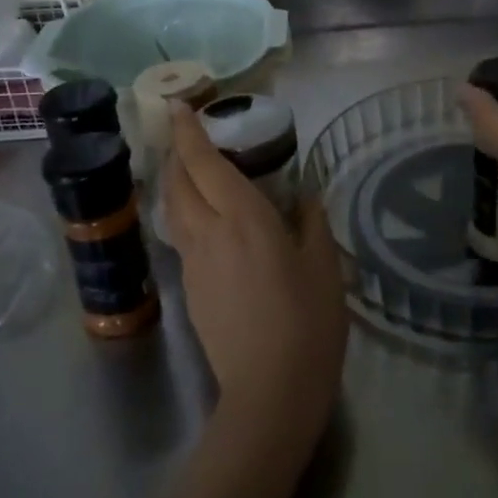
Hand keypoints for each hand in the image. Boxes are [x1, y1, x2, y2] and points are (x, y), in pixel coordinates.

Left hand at [162, 104, 346, 456]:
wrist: (270, 391)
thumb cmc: (308, 321)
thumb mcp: (324, 265)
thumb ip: (312, 222)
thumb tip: (306, 197)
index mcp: (244, 219)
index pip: (205, 164)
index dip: (188, 133)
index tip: (177, 107)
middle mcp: (209, 234)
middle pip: (178, 184)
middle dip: (177, 155)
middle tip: (187, 137)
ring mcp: (194, 264)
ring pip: (174, 211)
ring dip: (177, 185)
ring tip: (192, 173)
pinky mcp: (192, 290)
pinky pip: (182, 238)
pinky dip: (186, 215)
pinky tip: (209, 224)